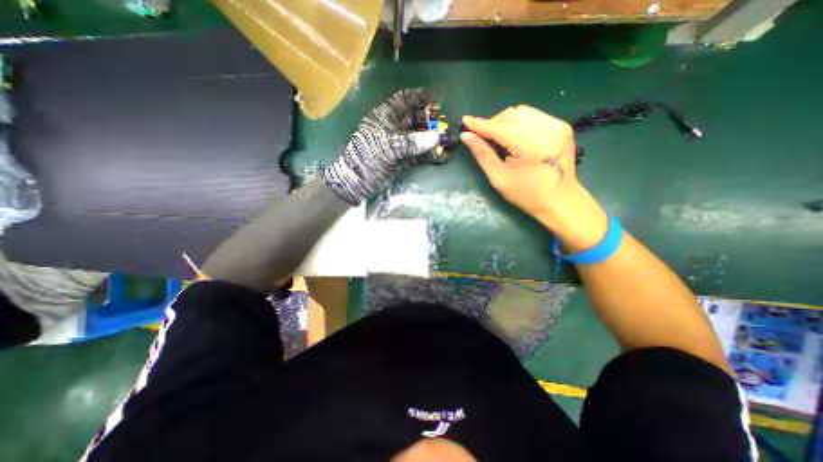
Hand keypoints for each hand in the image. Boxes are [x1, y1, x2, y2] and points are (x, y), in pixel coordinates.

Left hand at [323, 88, 443, 203]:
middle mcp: (394, 128)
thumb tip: (436, 138)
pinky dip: (430, 155)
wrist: (357, 183)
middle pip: (415, 118)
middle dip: (430, 121)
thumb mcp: (387, 148)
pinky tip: (442, 156)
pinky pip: (419, 154)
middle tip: (446, 125)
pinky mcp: (403, 159)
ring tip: (449, 142)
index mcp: (385, 117)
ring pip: (419, 137)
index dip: (418, 97)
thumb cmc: (367, 160)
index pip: (403, 100)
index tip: (435, 99)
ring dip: (433, 139)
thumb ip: (411, 142)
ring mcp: (399, 144)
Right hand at [462, 104, 577, 218]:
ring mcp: (557, 125)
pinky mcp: (561, 125)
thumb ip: (483, 154)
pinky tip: (513, 136)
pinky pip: (532, 115)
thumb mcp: (499, 179)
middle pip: (511, 114)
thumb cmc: (527, 195)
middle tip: (482, 136)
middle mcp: (548, 130)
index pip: (500, 128)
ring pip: (521, 111)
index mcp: (532, 147)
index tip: (465, 121)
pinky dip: (517, 122)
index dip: (480, 124)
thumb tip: (466, 136)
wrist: (560, 201)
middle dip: (492, 123)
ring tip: (497, 137)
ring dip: (504, 121)